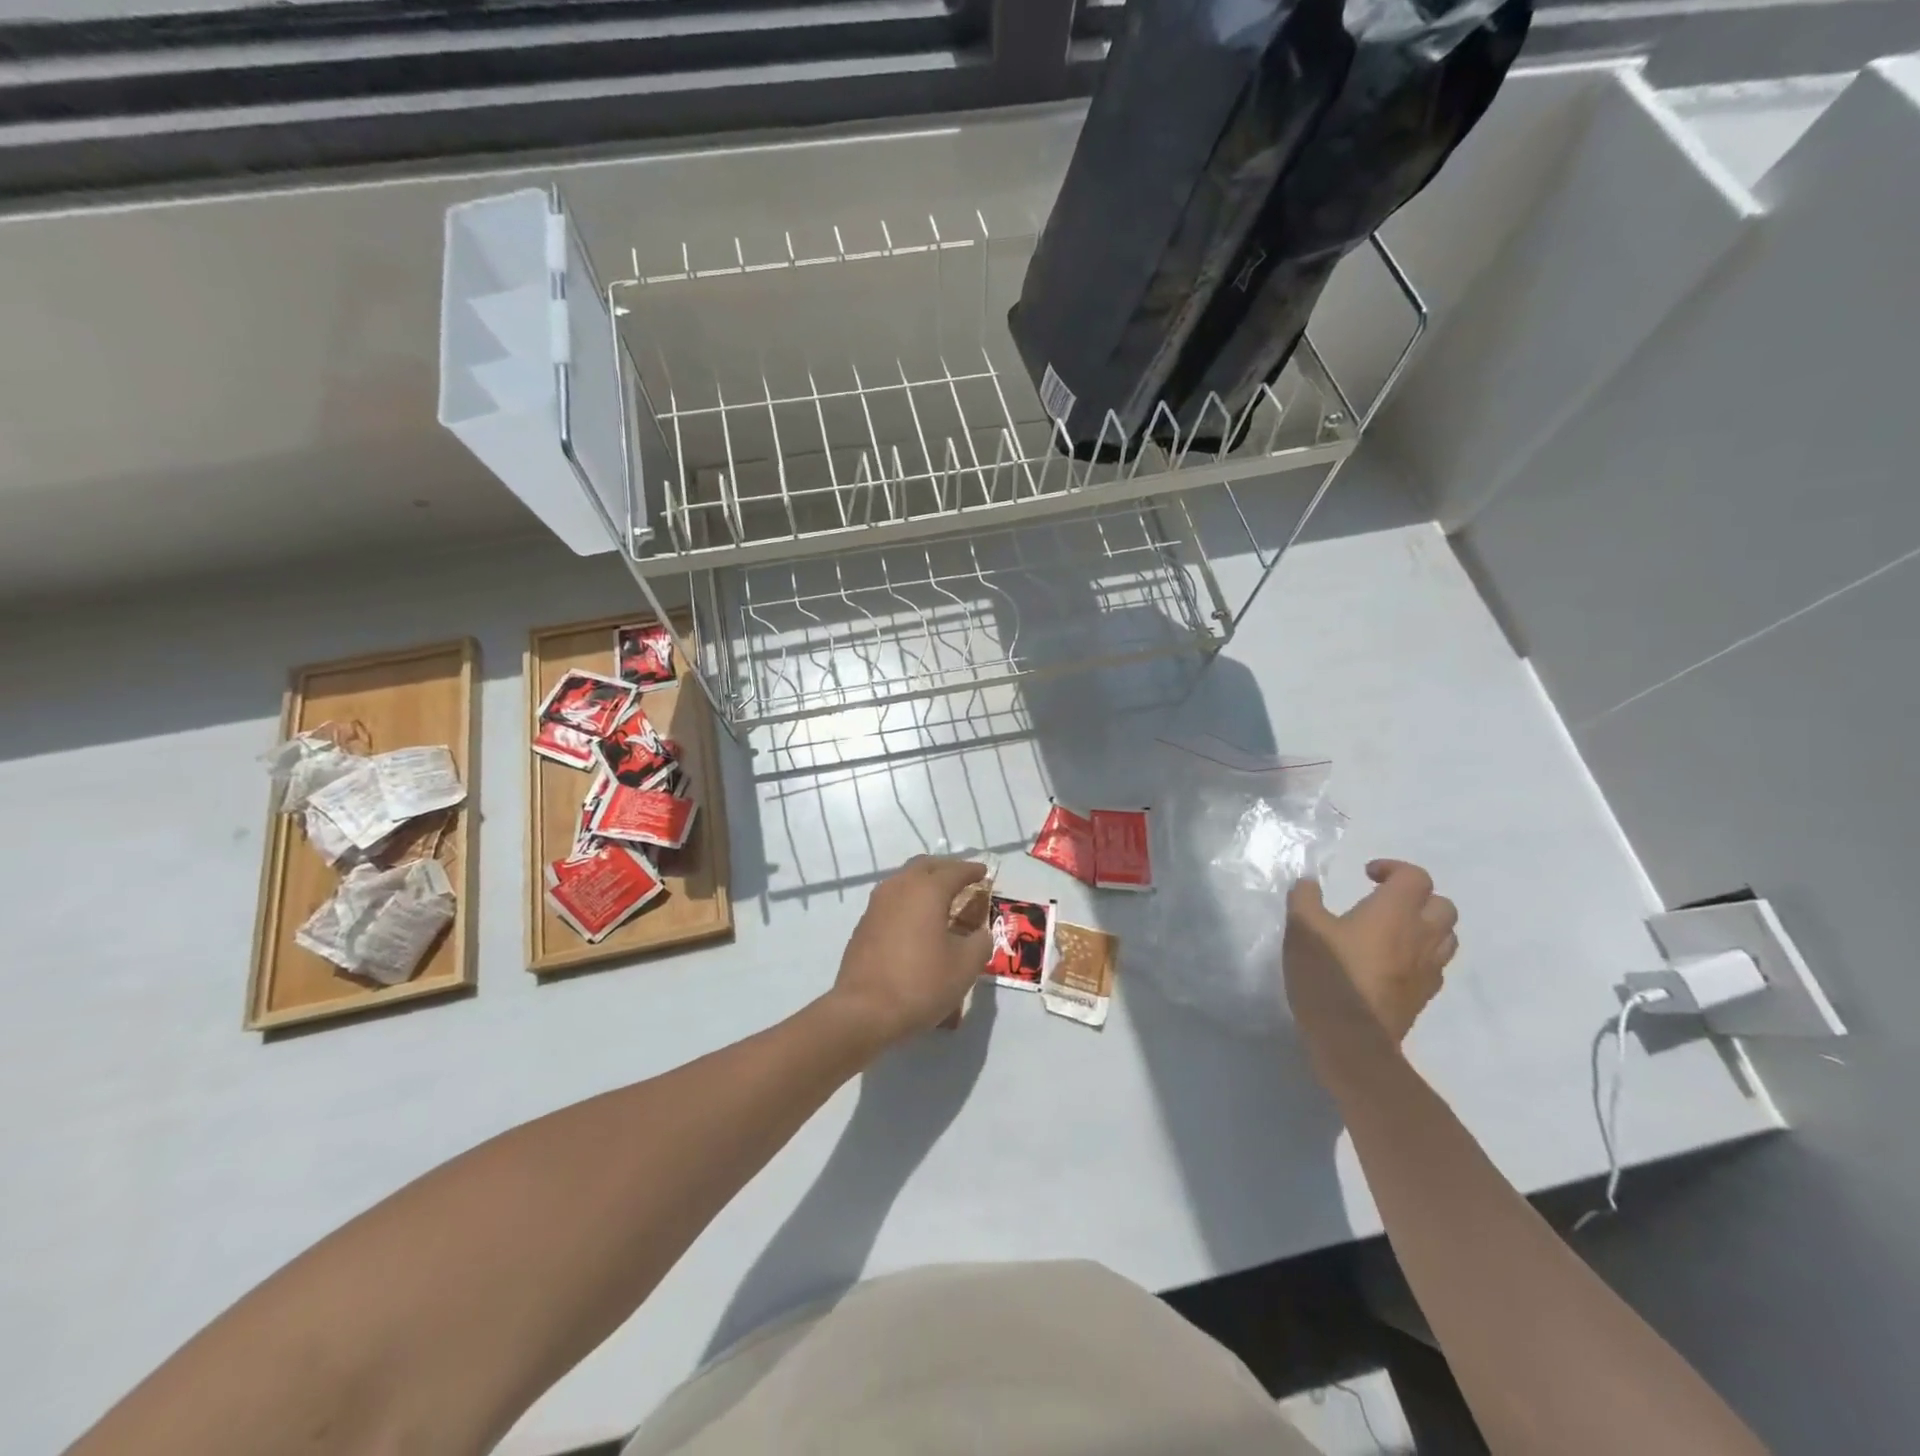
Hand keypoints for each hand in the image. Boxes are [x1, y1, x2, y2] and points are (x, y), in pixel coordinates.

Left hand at [829, 856, 991, 1047]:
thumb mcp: (965, 967)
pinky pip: (892, 899)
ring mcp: (877, 904)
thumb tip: (980, 933)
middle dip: (946, 869)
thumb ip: (980, 942)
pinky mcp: (864, 923)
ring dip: (924, 882)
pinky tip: (917, 921)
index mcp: (927, 890)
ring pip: (904, 879)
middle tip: (963, 880)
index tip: (984, 872)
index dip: (972, 870)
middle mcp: (900, 887)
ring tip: (941, 899)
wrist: (864, 1010)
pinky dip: (909, 900)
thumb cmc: (921, 983)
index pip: (955, 870)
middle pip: (925, 866)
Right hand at [1284, 859, 1456, 1050]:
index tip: (1367, 876)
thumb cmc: (1327, 972)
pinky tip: (1393, 962)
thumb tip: (1309, 882)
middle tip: (1386, 901)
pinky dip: (1421, 956)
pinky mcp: (1424, 996)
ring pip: (1447, 937)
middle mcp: (1420, 936)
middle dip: (1418, 897)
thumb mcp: (1302, 927)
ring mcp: (1427, 969)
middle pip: (1443, 906)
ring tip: (1395, 931)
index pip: (1416, 877)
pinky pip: (1435, 966)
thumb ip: (1305, 898)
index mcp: (1394, 912)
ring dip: (1427, 926)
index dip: (1394, 869)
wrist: (1350, 1036)